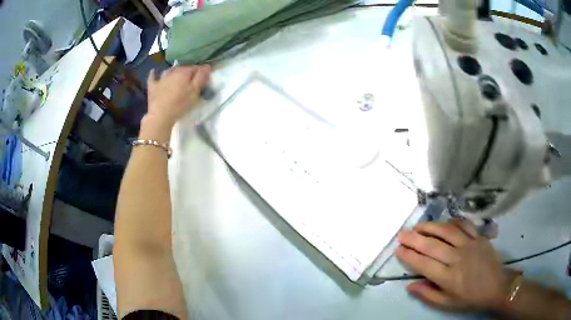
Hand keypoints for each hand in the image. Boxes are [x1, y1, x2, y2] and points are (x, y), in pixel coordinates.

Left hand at [145, 65, 210, 128]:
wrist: (161, 115)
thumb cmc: (181, 104)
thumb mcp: (195, 91)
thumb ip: (201, 78)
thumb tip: (207, 66)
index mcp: (184, 72)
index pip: (195, 67)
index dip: (201, 71)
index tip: (205, 76)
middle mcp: (172, 72)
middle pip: (182, 68)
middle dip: (188, 71)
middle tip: (192, 79)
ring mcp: (161, 79)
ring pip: (168, 71)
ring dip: (173, 71)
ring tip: (176, 74)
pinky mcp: (152, 87)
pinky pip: (152, 77)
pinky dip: (153, 74)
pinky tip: (153, 71)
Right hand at [396, 219, 511, 311]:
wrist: (497, 286)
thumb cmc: (470, 298)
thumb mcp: (447, 304)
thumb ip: (428, 294)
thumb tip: (409, 285)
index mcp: (449, 277)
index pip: (424, 264)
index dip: (409, 256)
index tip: (398, 249)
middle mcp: (457, 258)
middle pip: (432, 245)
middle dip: (414, 239)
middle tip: (401, 233)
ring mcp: (469, 245)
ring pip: (447, 231)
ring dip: (431, 227)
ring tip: (418, 225)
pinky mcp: (479, 237)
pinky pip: (464, 225)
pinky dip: (452, 221)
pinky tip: (443, 223)